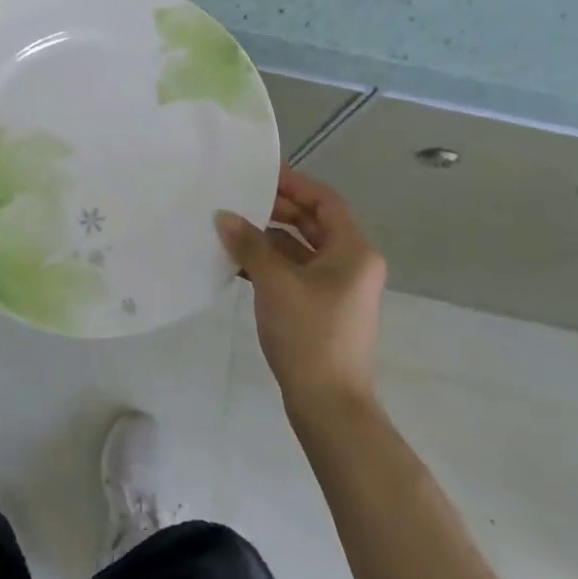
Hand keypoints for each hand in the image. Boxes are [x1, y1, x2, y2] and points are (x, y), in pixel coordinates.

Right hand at [215, 166, 386, 412]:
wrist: (329, 405)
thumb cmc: (310, 334)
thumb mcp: (275, 283)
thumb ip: (250, 244)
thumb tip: (223, 216)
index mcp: (354, 250)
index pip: (324, 201)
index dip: (293, 184)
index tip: (259, 173)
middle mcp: (351, 264)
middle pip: (313, 223)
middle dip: (276, 210)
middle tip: (238, 199)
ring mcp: (338, 289)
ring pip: (301, 250)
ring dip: (269, 238)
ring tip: (230, 228)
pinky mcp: (322, 310)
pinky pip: (295, 273)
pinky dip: (270, 264)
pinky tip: (238, 263)